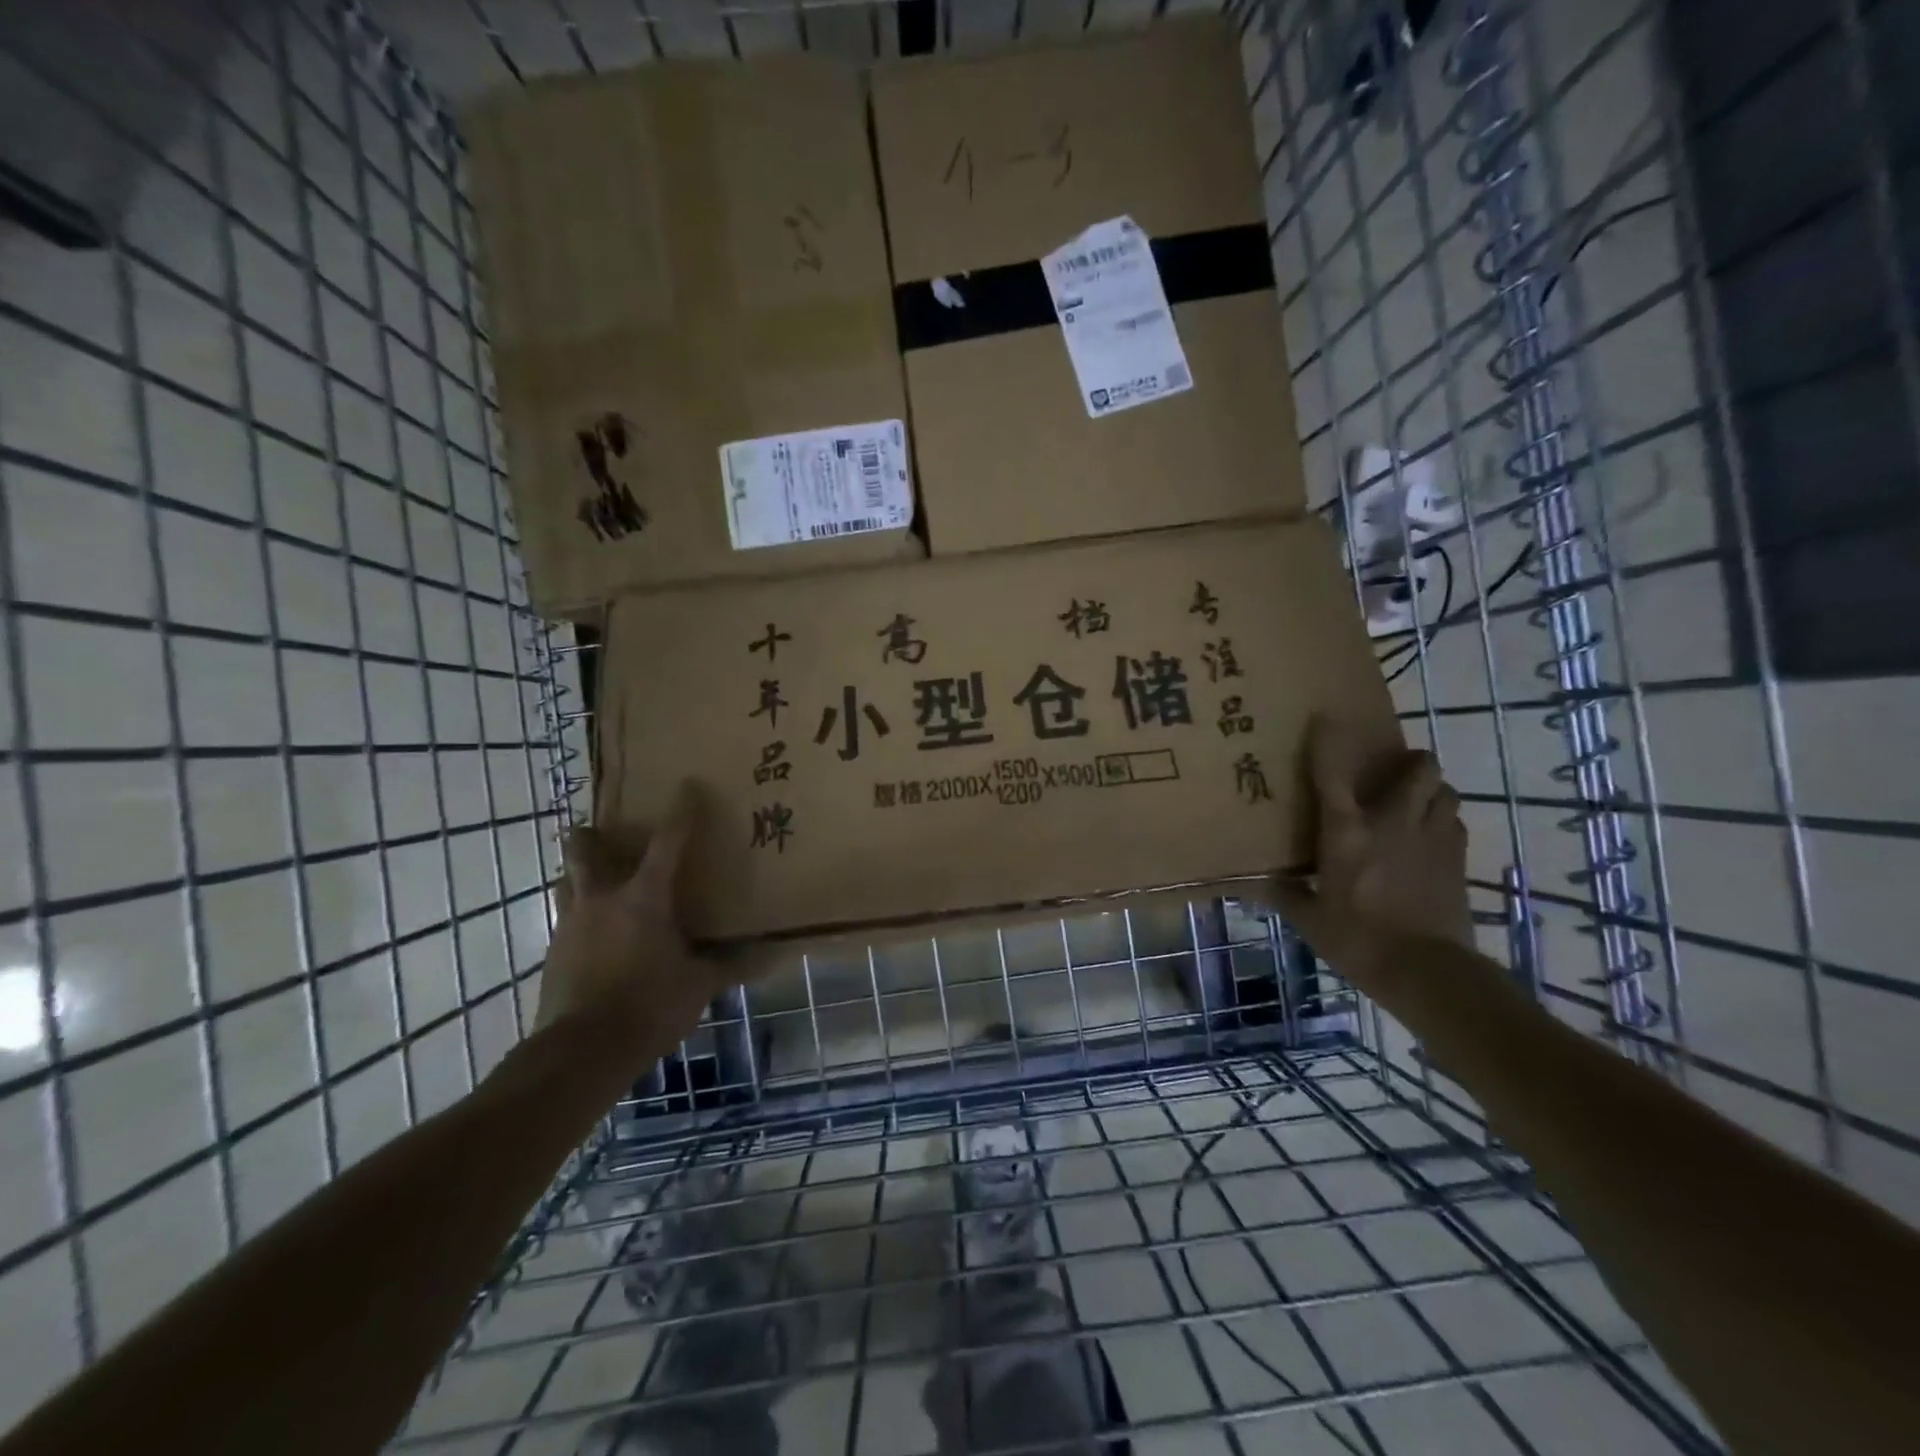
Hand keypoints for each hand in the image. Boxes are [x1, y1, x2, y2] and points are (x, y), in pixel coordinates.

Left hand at [535, 783, 721, 1061]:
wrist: (580, 1053)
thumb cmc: (647, 1006)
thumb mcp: (698, 986)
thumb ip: (727, 965)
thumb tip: (769, 956)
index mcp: (644, 898)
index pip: (668, 842)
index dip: (681, 812)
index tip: (687, 785)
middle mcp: (602, 899)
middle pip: (585, 849)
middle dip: (594, 835)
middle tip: (610, 836)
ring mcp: (570, 925)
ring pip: (567, 881)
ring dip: (582, 874)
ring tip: (603, 884)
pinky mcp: (553, 953)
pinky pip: (566, 919)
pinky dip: (582, 917)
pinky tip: (598, 938)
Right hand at [1268, 716, 1473, 981]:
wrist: (1428, 972)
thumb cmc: (1358, 940)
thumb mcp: (1311, 921)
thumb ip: (1285, 895)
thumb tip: (1254, 885)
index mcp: (1348, 832)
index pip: (1333, 774)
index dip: (1328, 741)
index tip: (1325, 717)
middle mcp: (1393, 822)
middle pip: (1421, 768)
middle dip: (1411, 762)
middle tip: (1391, 773)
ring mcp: (1433, 838)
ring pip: (1446, 792)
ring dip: (1431, 791)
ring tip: (1413, 804)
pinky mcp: (1459, 860)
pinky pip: (1454, 824)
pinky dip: (1442, 822)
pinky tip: (1427, 840)